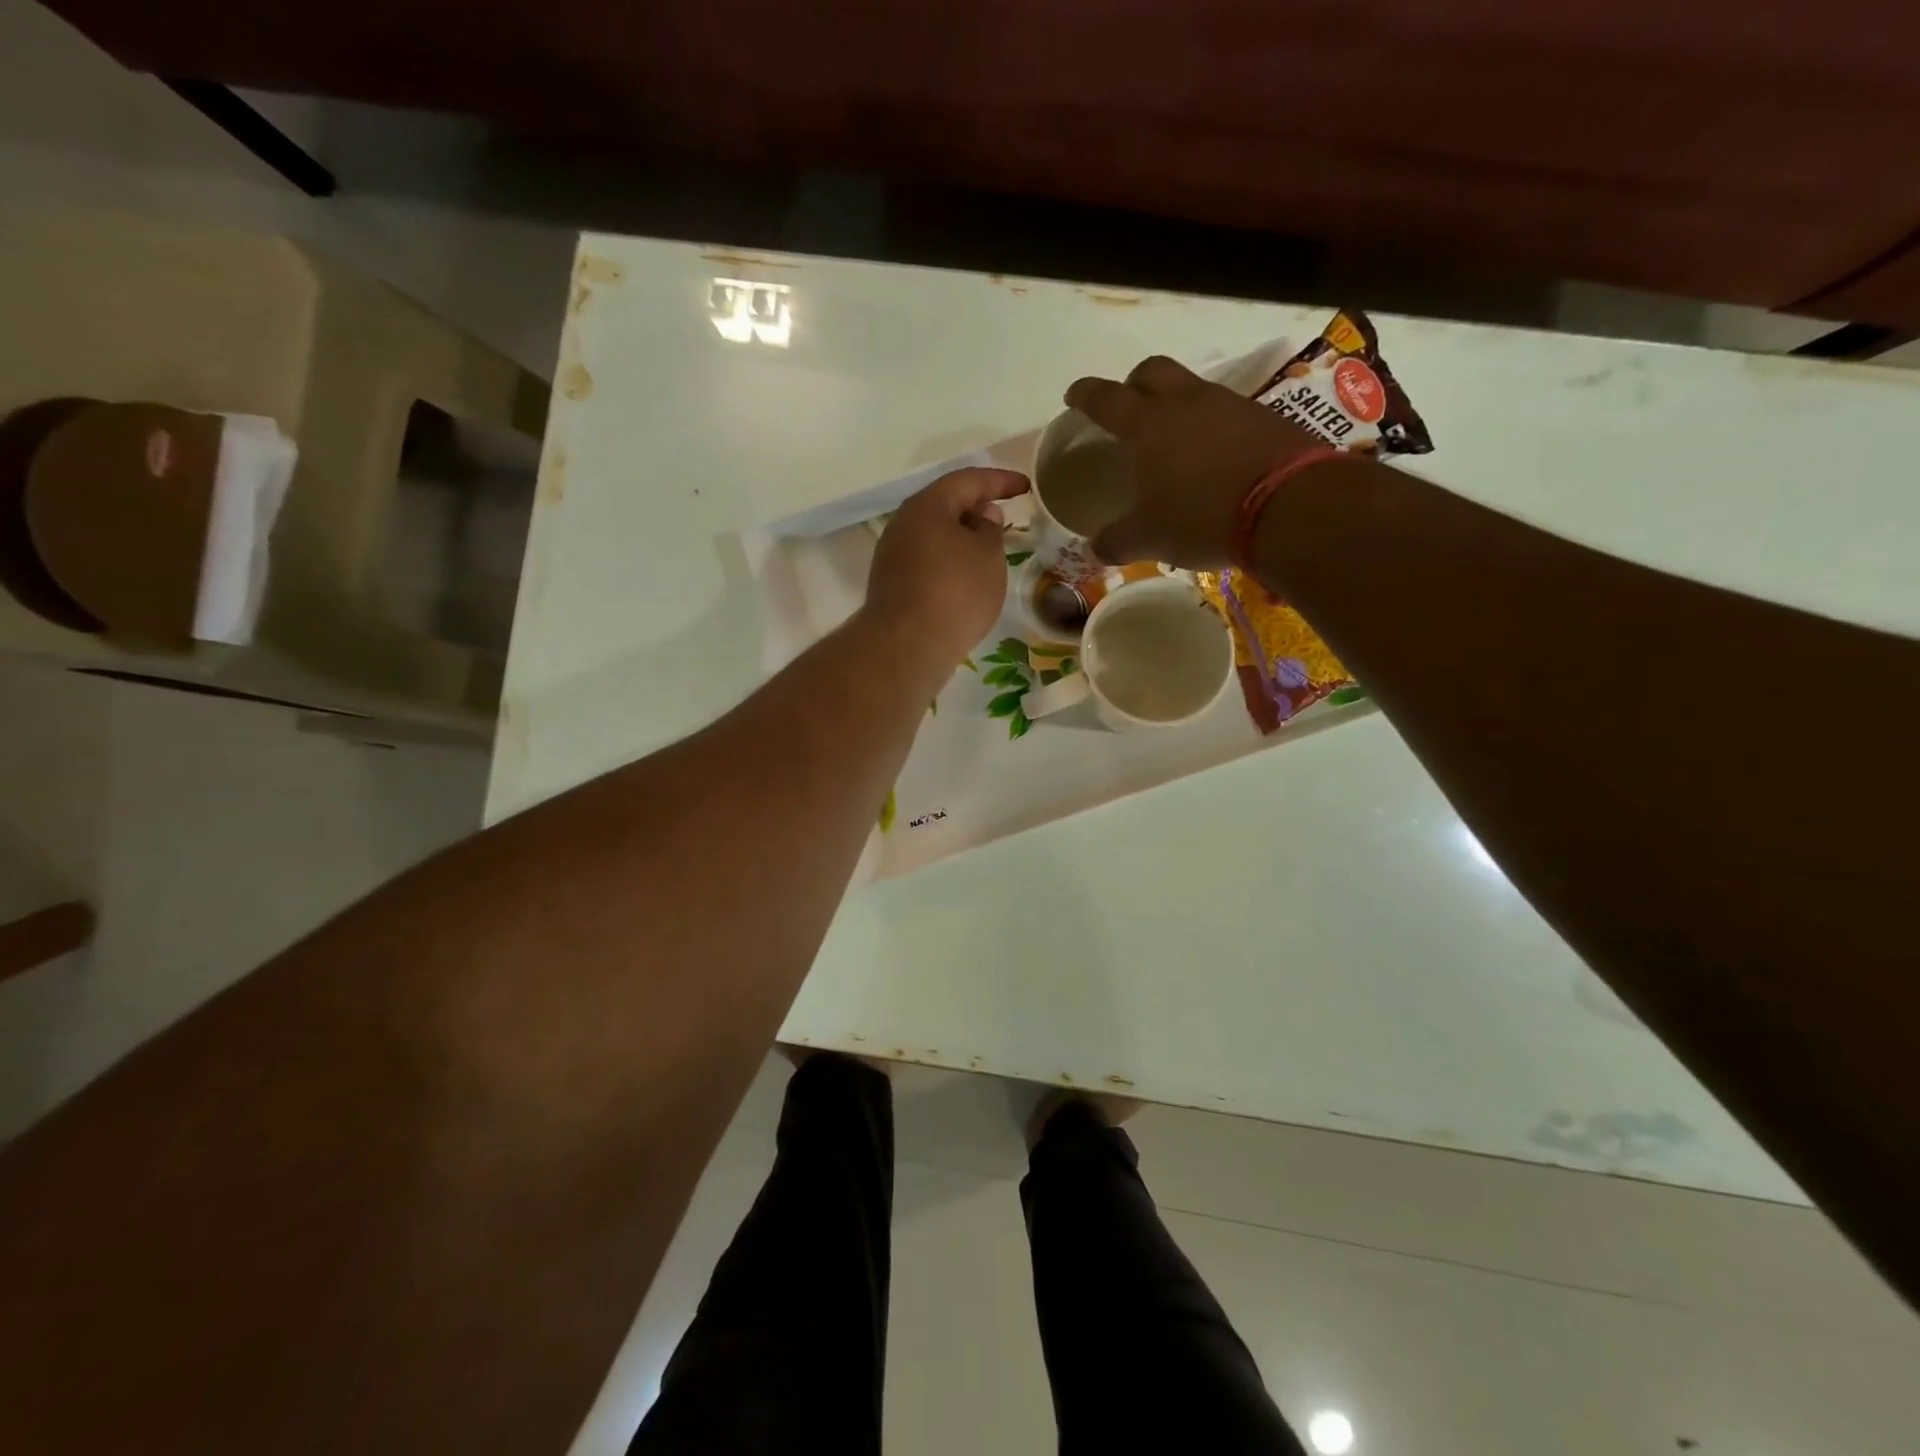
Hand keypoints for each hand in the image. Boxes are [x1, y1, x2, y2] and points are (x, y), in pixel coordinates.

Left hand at [863, 467, 1028, 665]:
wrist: (907, 646)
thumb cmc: (955, 592)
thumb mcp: (988, 556)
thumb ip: (990, 530)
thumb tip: (982, 516)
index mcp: (927, 506)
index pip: (968, 480)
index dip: (1000, 480)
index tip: (1025, 487)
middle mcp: (903, 524)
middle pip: (944, 506)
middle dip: (975, 508)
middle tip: (1003, 517)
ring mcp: (892, 556)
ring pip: (933, 536)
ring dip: (960, 538)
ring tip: (987, 552)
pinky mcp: (891, 585)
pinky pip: (925, 562)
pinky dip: (947, 563)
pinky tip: (964, 581)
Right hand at [1065, 355, 1320, 567]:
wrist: (1291, 507)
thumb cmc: (1202, 517)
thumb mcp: (1149, 538)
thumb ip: (1116, 541)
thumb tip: (1096, 548)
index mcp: (1149, 425)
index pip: (1107, 399)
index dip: (1086, 395)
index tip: (1074, 395)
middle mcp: (1187, 403)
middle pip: (1152, 371)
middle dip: (1134, 383)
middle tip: (1127, 406)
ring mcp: (1231, 406)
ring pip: (1193, 389)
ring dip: (1177, 404)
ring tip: (1173, 438)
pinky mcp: (1266, 420)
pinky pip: (1228, 413)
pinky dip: (1212, 427)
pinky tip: (1214, 457)